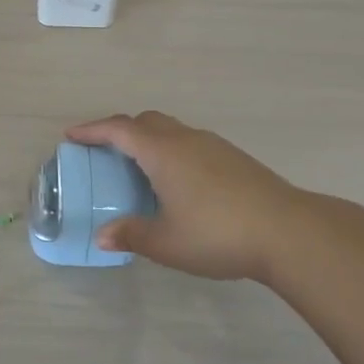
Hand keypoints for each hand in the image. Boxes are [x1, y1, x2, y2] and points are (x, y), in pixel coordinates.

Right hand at [67, 111, 305, 281]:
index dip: (92, 130)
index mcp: (162, 152)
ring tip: (139, 168)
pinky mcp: (235, 159)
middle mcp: (186, 140)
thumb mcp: (166, 242)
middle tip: (104, 151)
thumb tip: (103, 237)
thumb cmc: (218, 233)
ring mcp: (214, 147)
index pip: (119, 130)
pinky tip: (177, 182)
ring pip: (172, 130)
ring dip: (149, 140)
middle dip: (120, 130)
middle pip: (146, 121)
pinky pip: (191, 143)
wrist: (291, 233)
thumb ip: (132, 235)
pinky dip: (172, 151)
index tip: (72, 135)